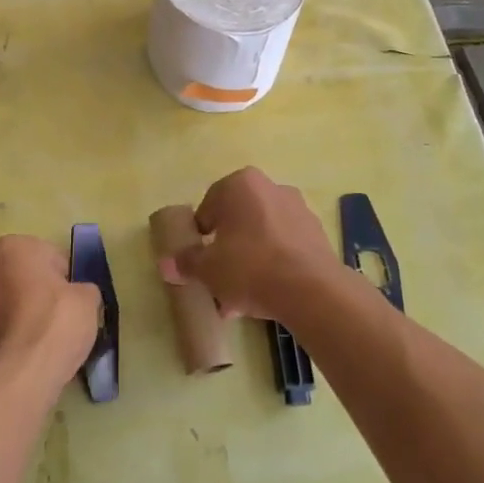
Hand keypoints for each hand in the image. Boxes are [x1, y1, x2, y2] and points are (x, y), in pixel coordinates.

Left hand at [0, 235, 101, 395]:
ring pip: (0, 305)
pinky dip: (5, 341)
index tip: (72, 300)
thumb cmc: (54, 324)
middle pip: (18, 278)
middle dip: (34, 294)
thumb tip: (77, 295)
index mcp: (10, 248)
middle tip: (57, 320)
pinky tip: (23, 359)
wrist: (16, 378)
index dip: (63, 279)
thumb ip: (82, 289)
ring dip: (16, 317)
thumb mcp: (88, 300)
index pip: (46, 256)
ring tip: (40, 344)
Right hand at [174, 168, 347, 322]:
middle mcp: (271, 188)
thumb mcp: (208, 268)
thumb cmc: (250, 266)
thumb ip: (186, 262)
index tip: (199, 260)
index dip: (201, 235)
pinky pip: (284, 247)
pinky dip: (273, 265)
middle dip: (227, 249)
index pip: (209, 206)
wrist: (311, 290)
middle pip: (238, 220)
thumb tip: (167, 264)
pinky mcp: (316, 234)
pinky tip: (265, 295)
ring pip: (261, 235)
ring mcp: (298, 209)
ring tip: (240, 298)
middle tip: (218, 279)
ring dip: (249, 260)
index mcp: (240, 184)